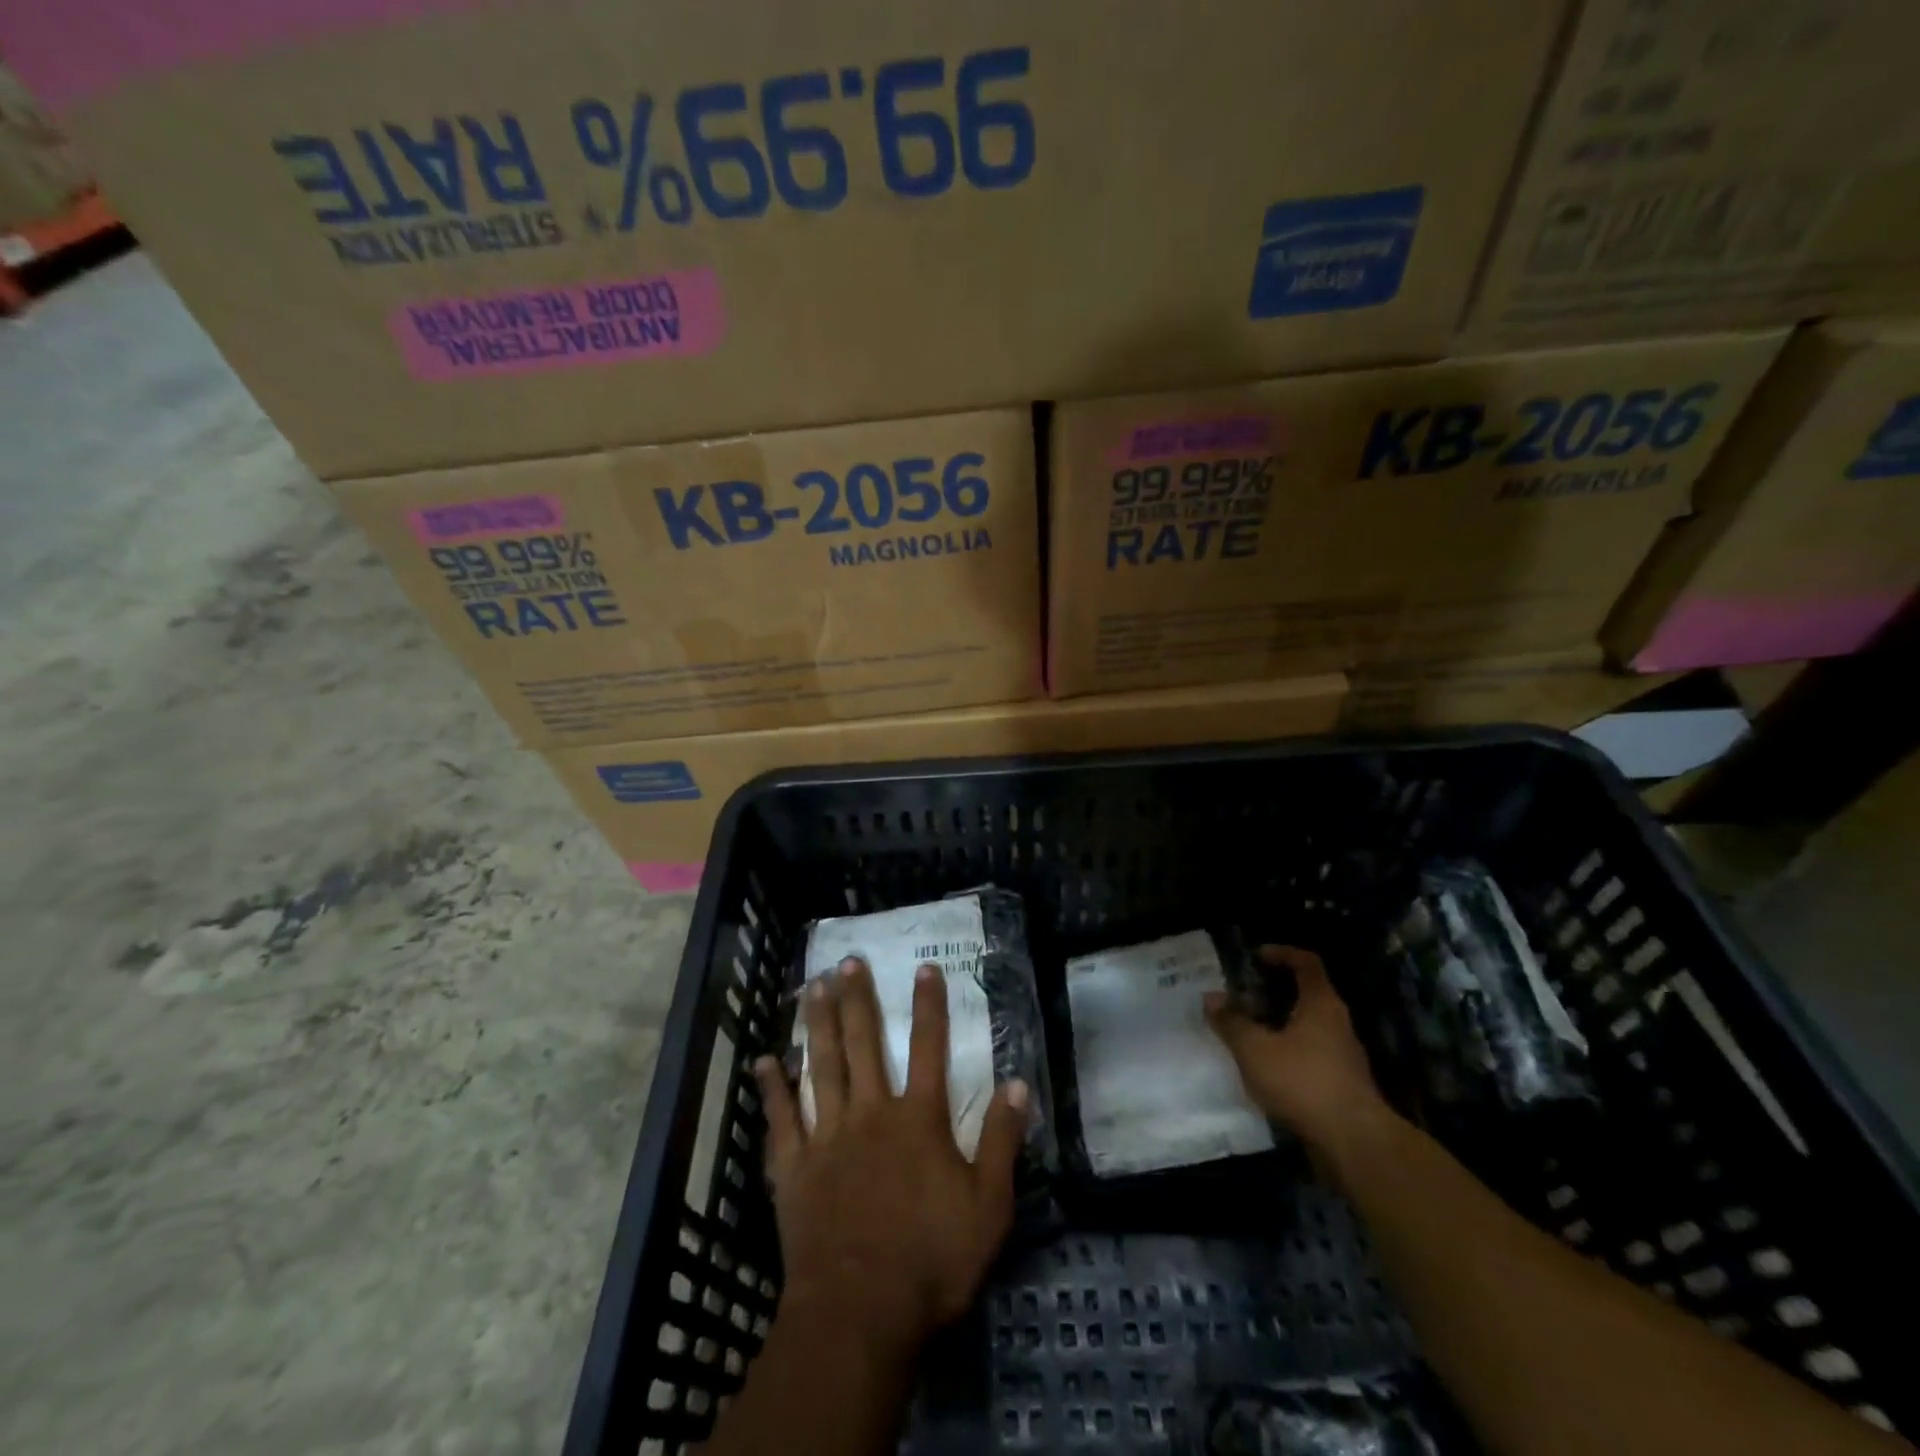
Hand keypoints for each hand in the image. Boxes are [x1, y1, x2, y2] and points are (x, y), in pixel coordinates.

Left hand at [754, 957, 1026, 1351]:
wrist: (859, 1313)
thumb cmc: (931, 1261)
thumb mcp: (988, 1206)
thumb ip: (1002, 1141)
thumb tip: (1018, 1083)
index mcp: (919, 1119)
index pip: (930, 1048)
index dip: (930, 1006)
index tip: (924, 968)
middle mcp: (871, 1113)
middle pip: (864, 1044)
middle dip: (858, 1000)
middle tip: (848, 962)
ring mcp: (828, 1137)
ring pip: (821, 1066)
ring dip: (817, 1024)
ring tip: (811, 986)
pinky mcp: (794, 1168)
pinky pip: (781, 1119)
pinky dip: (772, 1088)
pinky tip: (764, 1060)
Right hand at [1204, 945, 1390, 1158]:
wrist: (1354, 1143)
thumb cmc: (1303, 1081)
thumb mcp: (1255, 1049)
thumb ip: (1231, 1022)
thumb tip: (1211, 997)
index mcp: (1321, 1004)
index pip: (1307, 963)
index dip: (1282, 953)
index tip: (1256, 956)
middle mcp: (1337, 1023)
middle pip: (1307, 994)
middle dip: (1273, 992)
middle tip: (1242, 996)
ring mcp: (1343, 1055)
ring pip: (1308, 1026)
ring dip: (1279, 1023)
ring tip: (1247, 1030)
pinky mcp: (1341, 1083)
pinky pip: (1310, 1053)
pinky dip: (1287, 1050)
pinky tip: (1264, 1066)